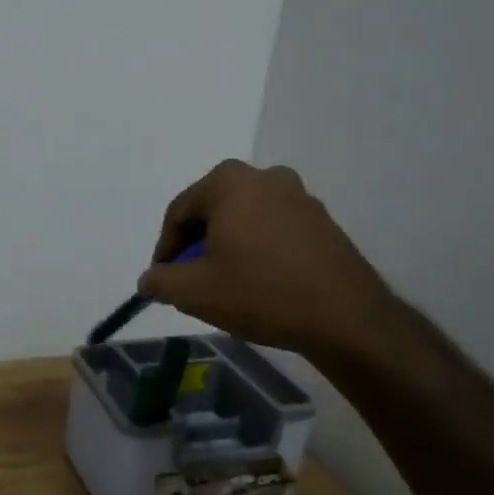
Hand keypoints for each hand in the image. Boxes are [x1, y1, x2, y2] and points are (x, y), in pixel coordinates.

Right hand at [138, 160, 395, 358]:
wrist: (345, 318)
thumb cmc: (260, 293)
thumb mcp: (194, 292)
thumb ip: (160, 280)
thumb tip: (148, 279)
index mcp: (228, 182)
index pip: (179, 212)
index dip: (165, 249)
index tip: (163, 280)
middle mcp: (264, 176)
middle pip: (212, 210)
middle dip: (196, 244)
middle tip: (191, 279)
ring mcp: (298, 195)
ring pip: (244, 218)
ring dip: (227, 245)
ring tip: (224, 282)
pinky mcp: (321, 219)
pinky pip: (272, 227)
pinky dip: (257, 247)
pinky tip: (258, 281)